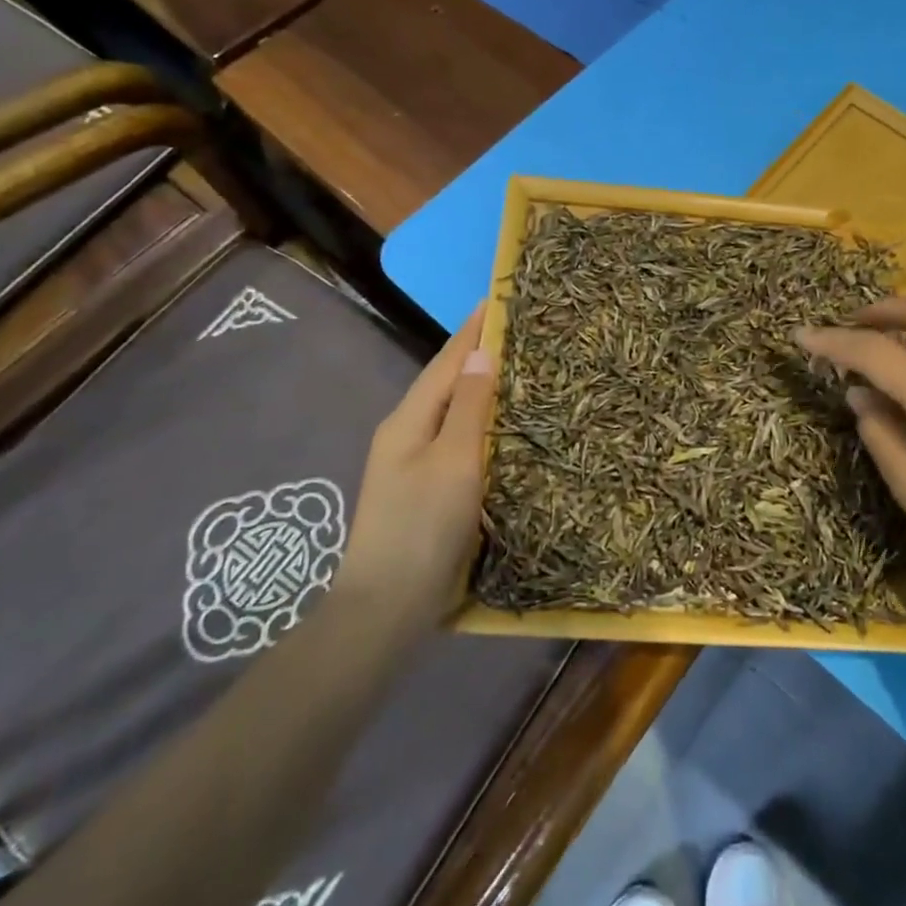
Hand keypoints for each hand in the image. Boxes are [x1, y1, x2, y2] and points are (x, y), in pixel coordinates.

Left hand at [340, 309, 494, 619]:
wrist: (386, 608)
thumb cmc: (422, 528)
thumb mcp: (452, 461)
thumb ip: (468, 406)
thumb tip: (481, 352)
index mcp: (408, 420)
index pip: (447, 361)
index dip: (473, 329)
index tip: (500, 297)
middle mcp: (406, 433)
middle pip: (446, 381)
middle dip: (478, 352)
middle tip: (519, 330)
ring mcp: (412, 463)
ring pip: (452, 410)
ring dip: (480, 385)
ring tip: (517, 367)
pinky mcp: (425, 489)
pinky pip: (456, 438)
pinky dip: (479, 420)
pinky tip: (500, 424)